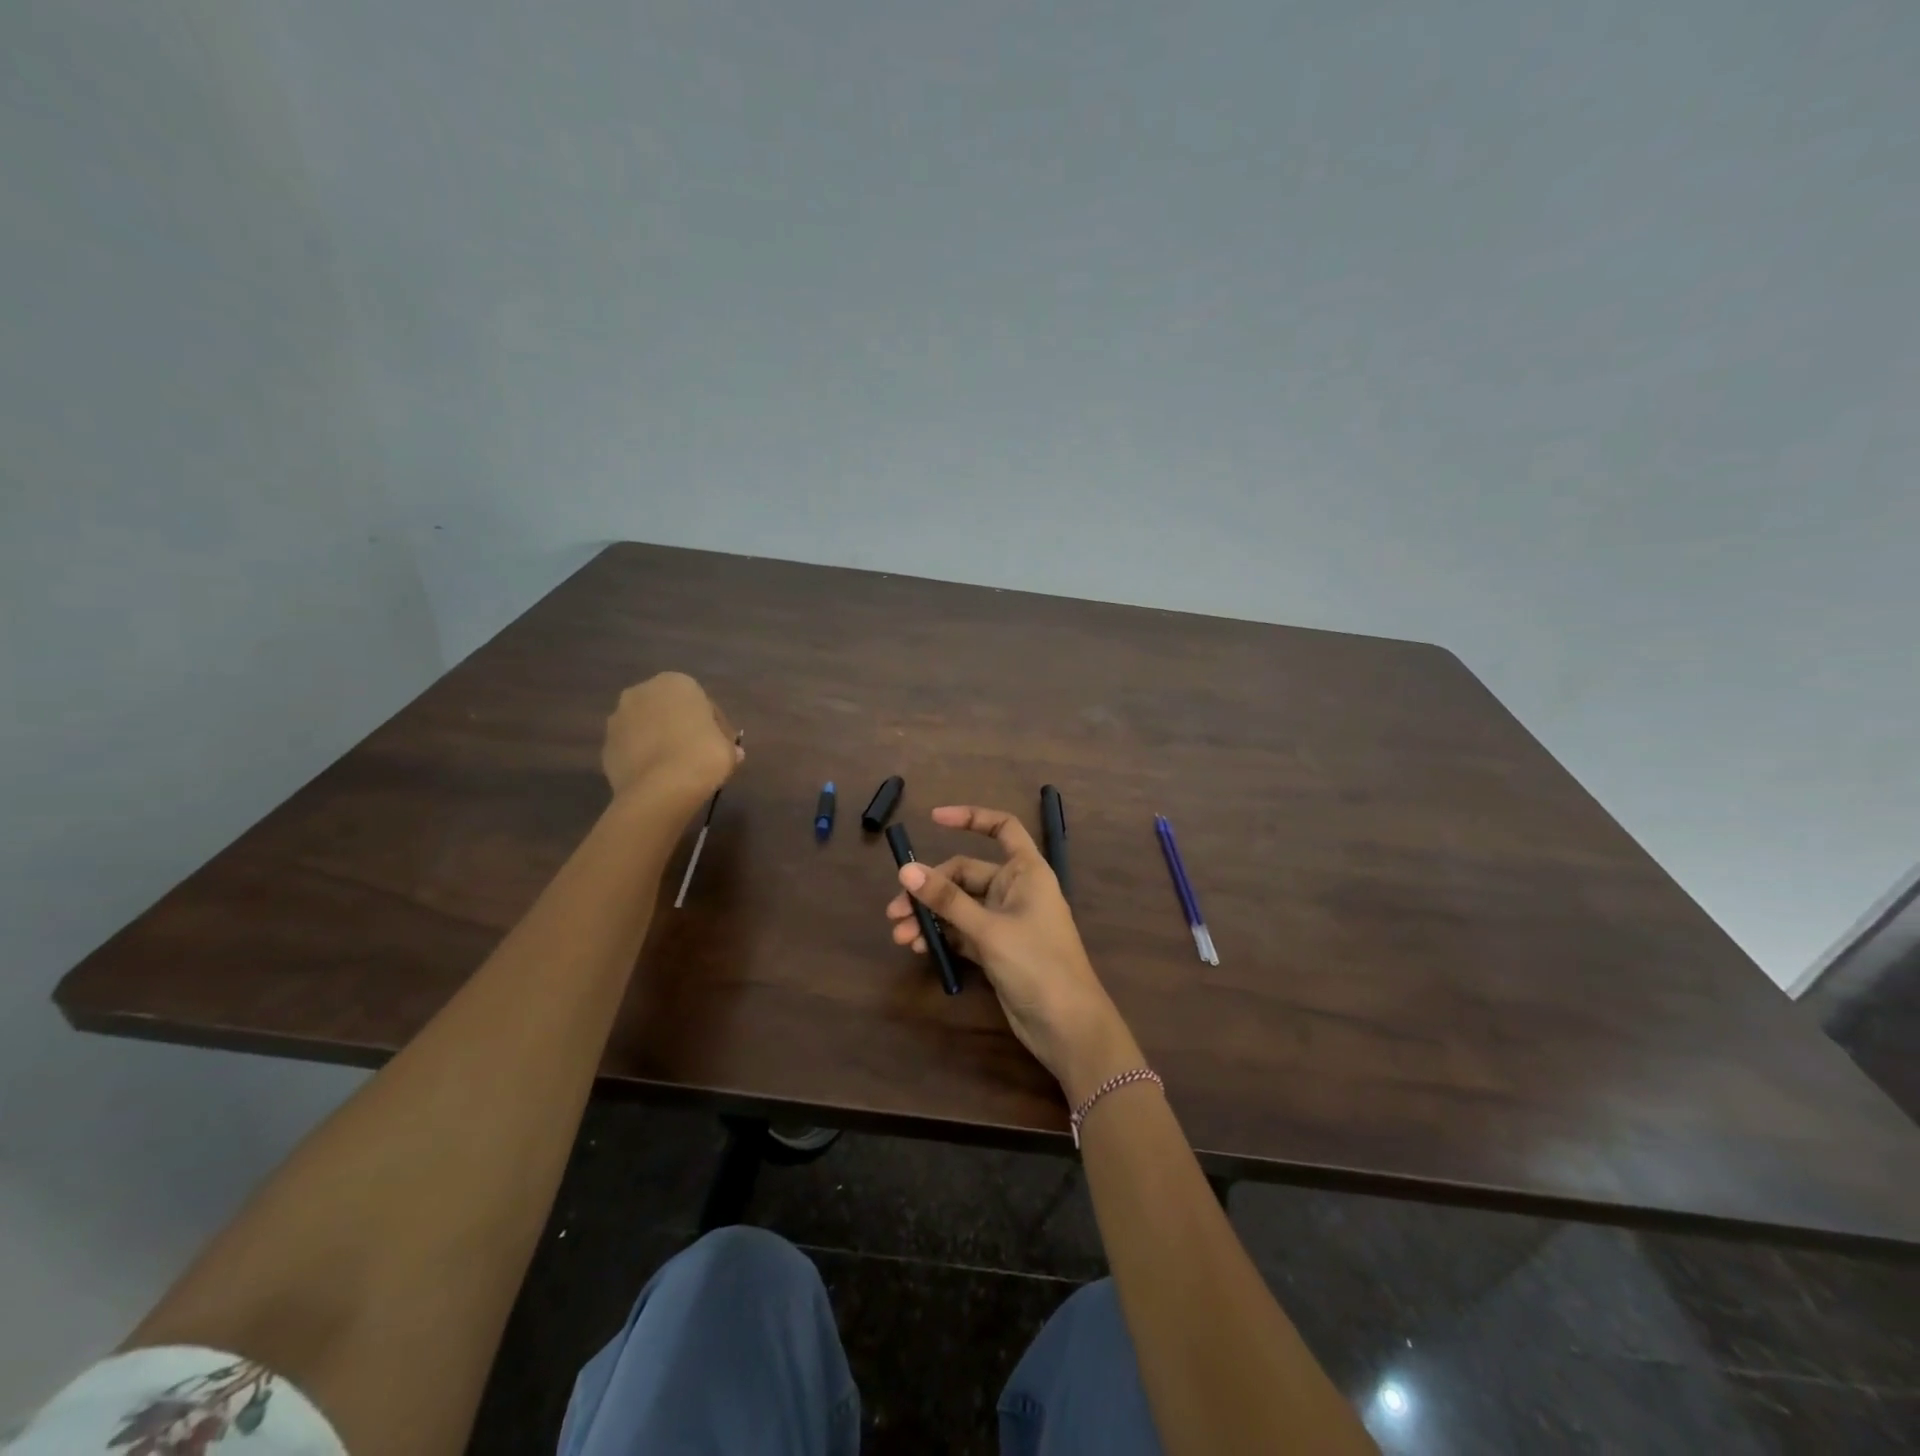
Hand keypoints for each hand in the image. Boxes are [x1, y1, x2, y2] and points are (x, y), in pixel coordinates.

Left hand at [601, 672, 741, 809]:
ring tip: (676, 768)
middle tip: (698, 754)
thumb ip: (727, 744)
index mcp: (676, 683)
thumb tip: (730, 752)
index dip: (715, 726)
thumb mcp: (729, 749)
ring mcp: (618, 719)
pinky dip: (643, 758)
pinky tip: (657, 777)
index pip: (702, 703)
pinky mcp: (606, 747)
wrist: (660, 789)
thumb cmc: (702, 756)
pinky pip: (631, 749)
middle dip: (681, 727)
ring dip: (659, 741)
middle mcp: (642, 692)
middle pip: (669, 711)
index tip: (722, 745)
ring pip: (646, 728)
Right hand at [885, 805, 1141, 1101]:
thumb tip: (906, 871)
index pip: (1001, 828)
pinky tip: (918, 947)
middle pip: (966, 874)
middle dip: (930, 889)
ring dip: (930, 916)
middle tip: (895, 911)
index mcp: (1027, 871)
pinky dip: (942, 936)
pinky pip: (963, 931)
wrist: (1067, 1026)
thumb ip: (947, 900)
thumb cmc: (1036, 964)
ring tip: (898, 935)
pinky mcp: (997, 948)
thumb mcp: (988, 929)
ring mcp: (1006, 920)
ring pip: (960, 906)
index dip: (971, 817)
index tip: (933, 819)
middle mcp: (1016, 889)